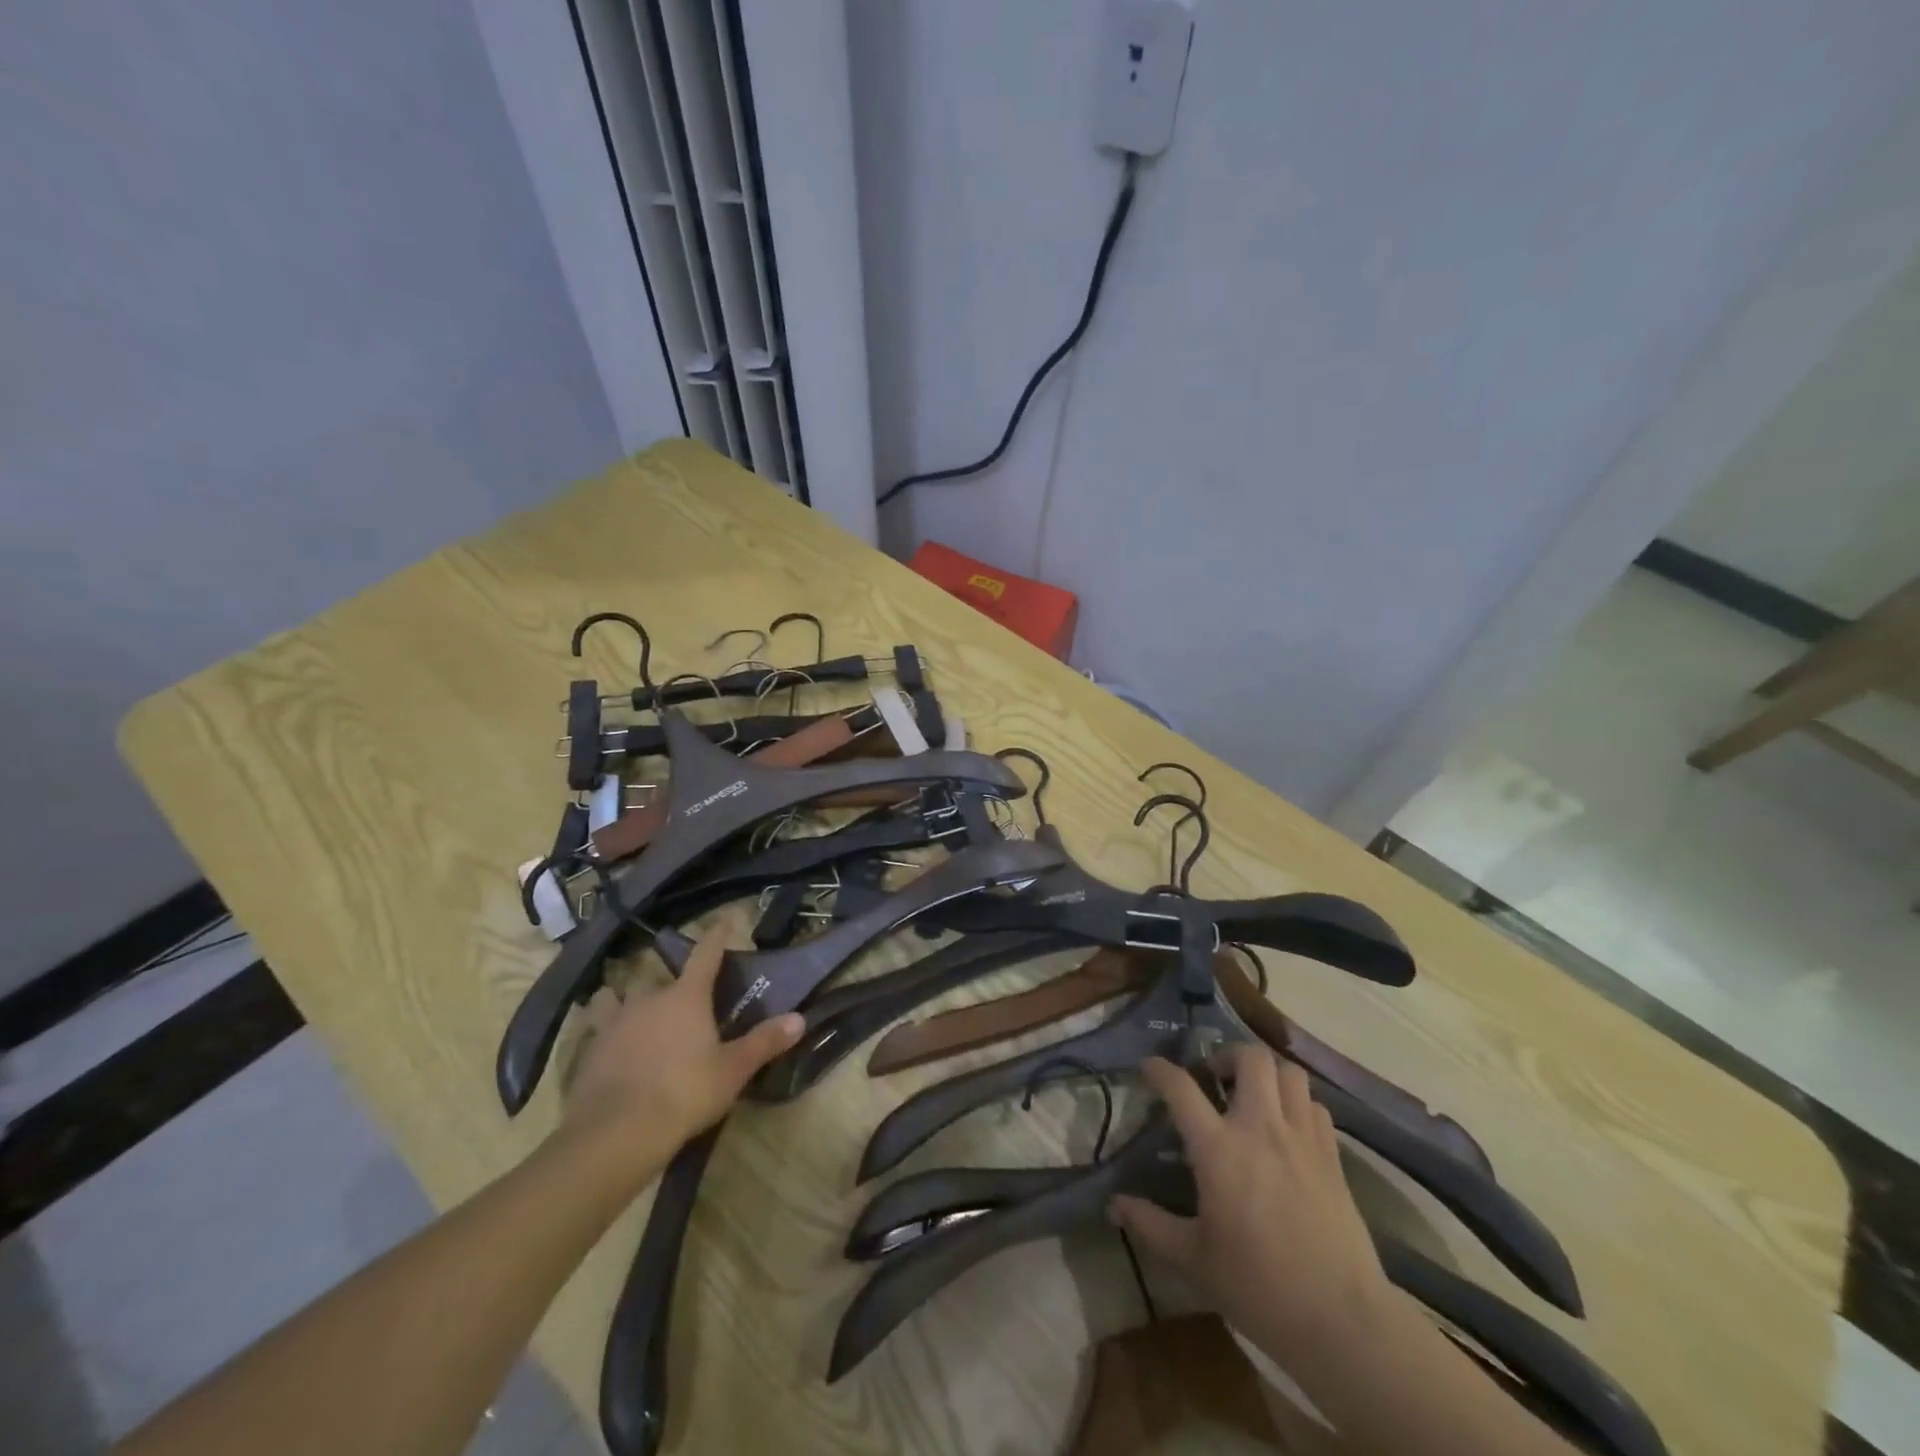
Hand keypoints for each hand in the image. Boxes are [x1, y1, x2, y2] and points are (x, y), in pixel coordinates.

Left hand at [561, 929, 803, 1158]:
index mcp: (687, 997)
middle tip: (682, 1000)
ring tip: (631, 1011)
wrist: (616, 1133)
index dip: (716, 936)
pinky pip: (597, 1028)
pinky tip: (609, 1048)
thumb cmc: (684, 1093)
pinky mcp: (589, 1050)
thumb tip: (799, 1019)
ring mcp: (614, 1023)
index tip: (725, 920)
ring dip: (624, 1000)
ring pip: (617, 997)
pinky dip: (605, 1032)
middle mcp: (649, 999)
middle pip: (660, 978)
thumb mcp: (732, 1070)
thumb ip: (764, 1042)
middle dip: (671, 985)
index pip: (705, 954)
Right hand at [1108, 1046, 1390, 1371]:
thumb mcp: (1194, 1260)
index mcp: (1219, 1149)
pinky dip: (1298, 1103)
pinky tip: (1288, 1128)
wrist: (1342, 1320)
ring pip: (1289, 1072)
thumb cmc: (1259, 1287)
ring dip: (1267, 1074)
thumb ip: (1151, 1224)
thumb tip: (1113, 1205)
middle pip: (1250, 1057)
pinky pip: (1316, 1105)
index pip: (1181, 1088)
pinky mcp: (1333, 1156)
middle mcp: (1260, 1129)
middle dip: (1228, 1055)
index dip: (1160, 1070)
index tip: (1149, 1069)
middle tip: (1215, 1079)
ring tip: (1253, 1096)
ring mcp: (1302, 1138)